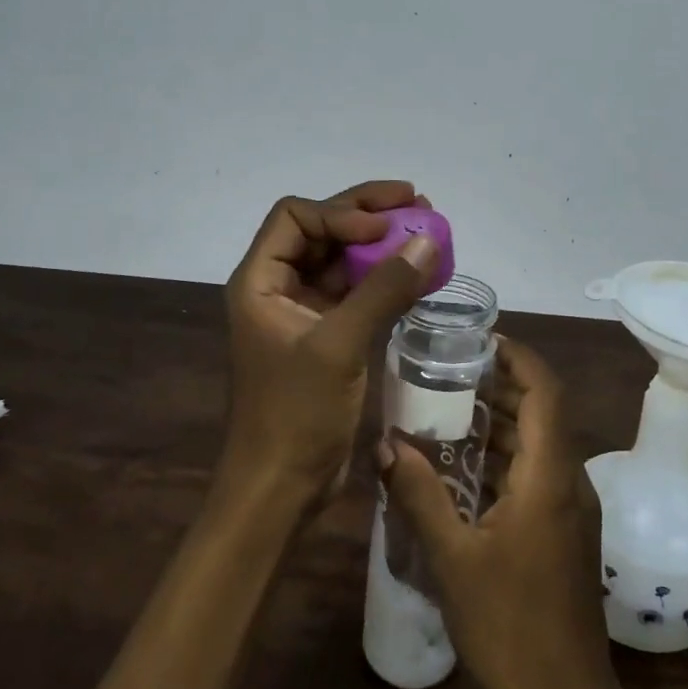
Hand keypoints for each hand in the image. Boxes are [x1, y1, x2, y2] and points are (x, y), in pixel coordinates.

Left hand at [223, 181, 437, 512]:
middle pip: (322, 230)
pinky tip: (418, 273)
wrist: (281, 487)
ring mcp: (304, 313)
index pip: (296, 217)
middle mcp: (278, 288)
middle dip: (367, 214)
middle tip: (418, 201)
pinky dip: (385, 279)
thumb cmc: (296, 414)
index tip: (385, 227)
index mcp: (260, 281)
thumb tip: (427, 240)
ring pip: (342, 260)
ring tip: (427, 229)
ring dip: (381, 244)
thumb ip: (383, 290)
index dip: (341, 211)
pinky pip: (357, 292)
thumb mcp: (339, 346)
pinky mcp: (327, 336)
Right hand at [380, 337, 617, 688]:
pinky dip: (506, 456)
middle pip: (543, 410)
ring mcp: (572, 508)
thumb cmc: (508, 627)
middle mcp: (570, 480)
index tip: (477, 340)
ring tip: (449, 409)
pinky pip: (538, 472)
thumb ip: (419, 495)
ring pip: (541, 442)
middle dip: (501, 384)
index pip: (545, 390)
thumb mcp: (453, 557)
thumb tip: (385, 443)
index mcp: (551, 475)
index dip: (517, 356)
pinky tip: (465, 467)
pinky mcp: (566, 531)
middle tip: (449, 372)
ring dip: (502, 421)